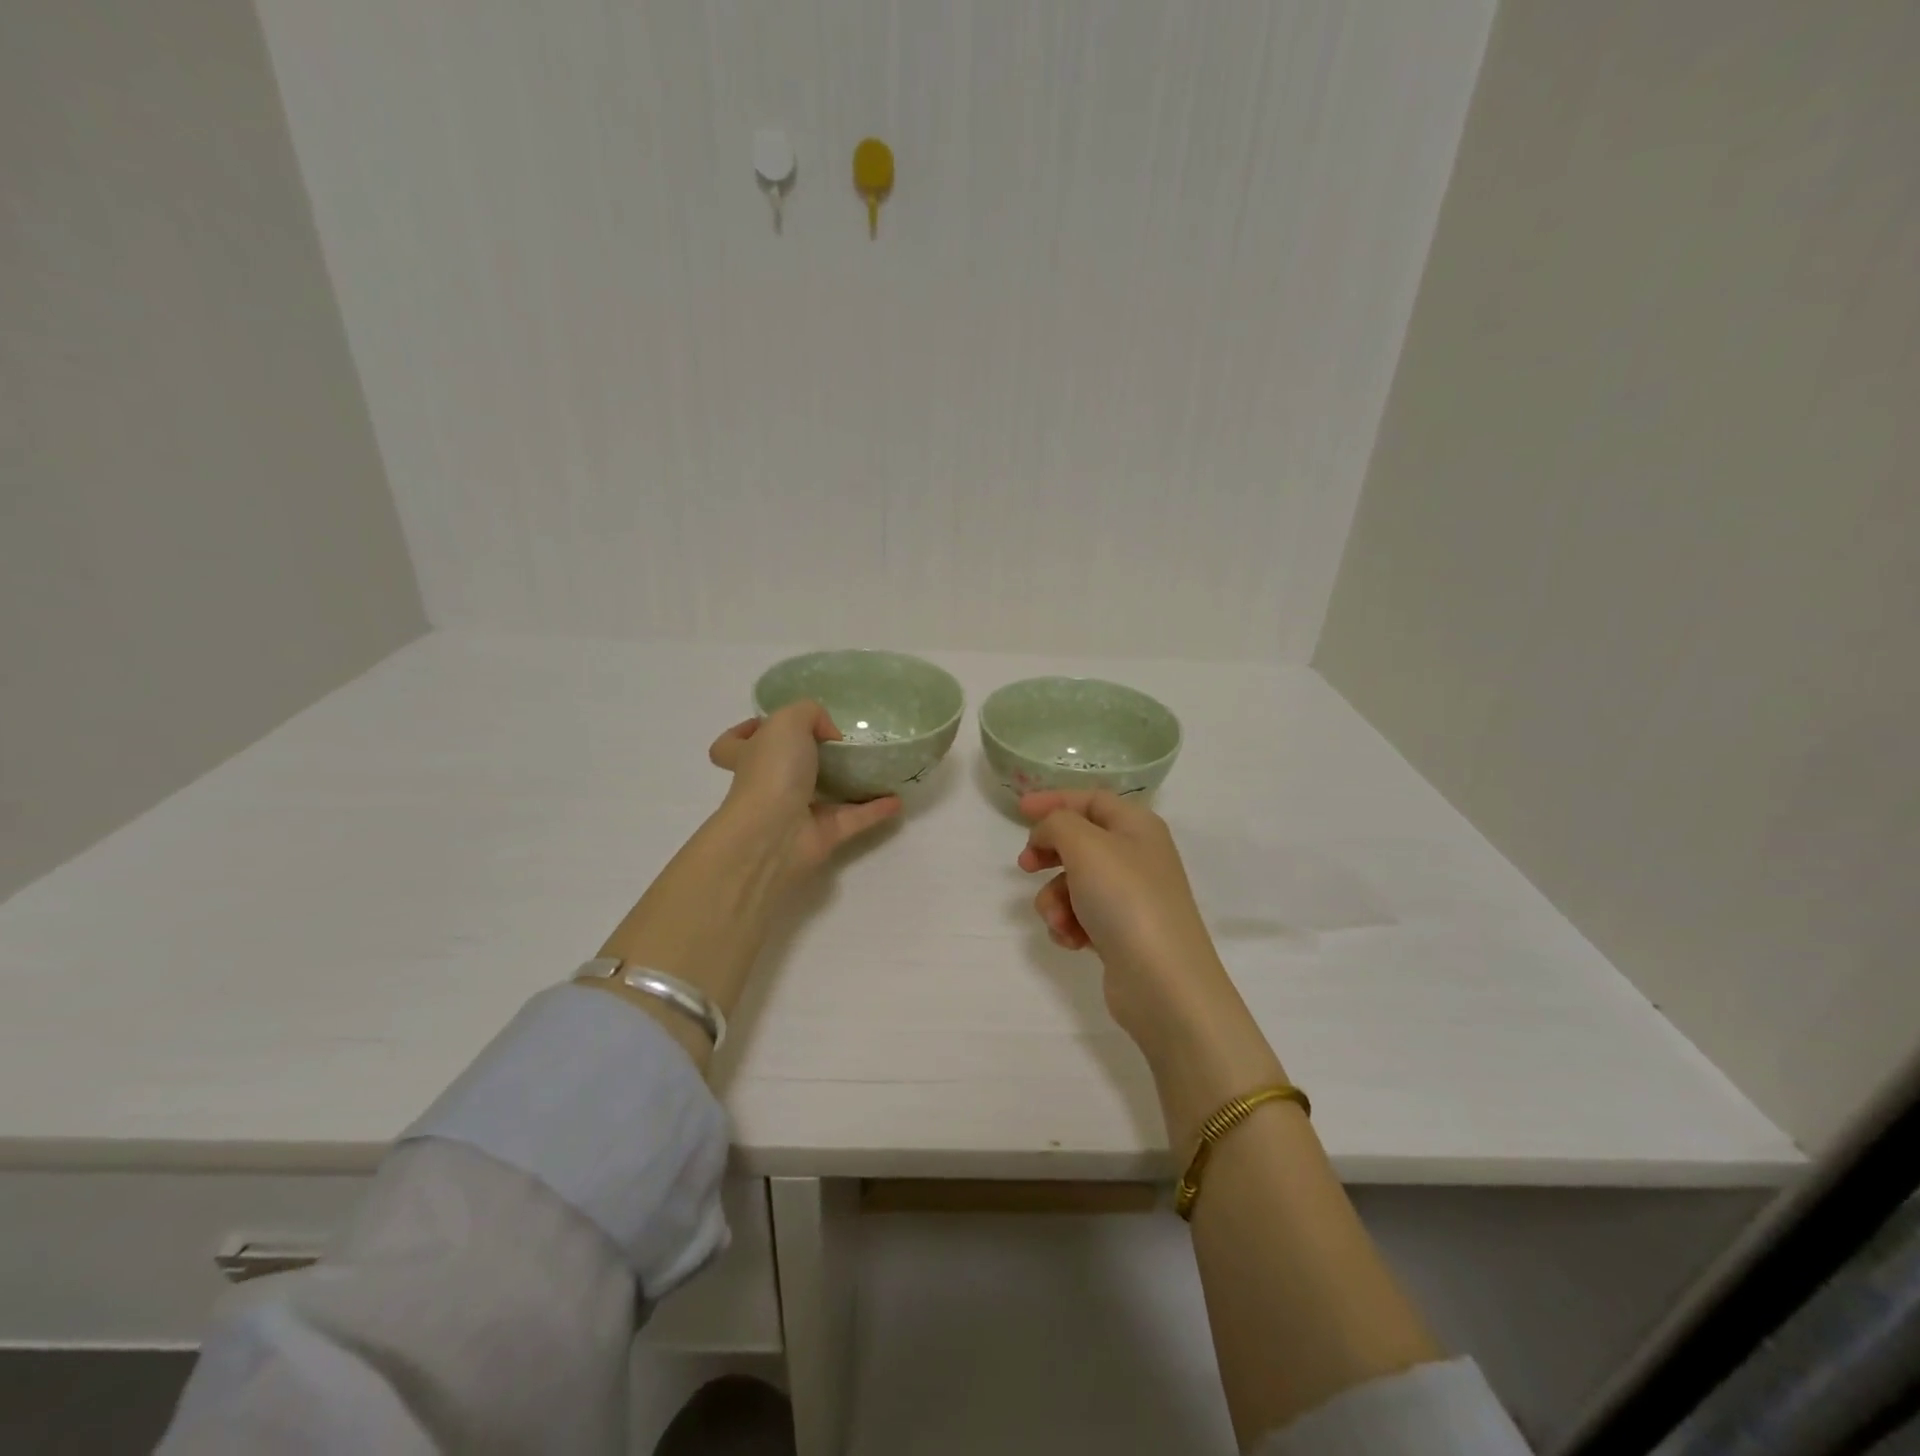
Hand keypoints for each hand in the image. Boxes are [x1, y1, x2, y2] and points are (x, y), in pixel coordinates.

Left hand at [708, 701, 900, 884]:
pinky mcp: (822, 836)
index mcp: (750, 756)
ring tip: (874, 768)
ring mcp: (794, 813)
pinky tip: (897, 799)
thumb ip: (810, 713)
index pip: (731, 745)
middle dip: (805, 757)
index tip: (768, 724)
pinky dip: (874, 810)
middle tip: (837, 743)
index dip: (744, 732)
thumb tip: (829, 735)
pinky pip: (853, 819)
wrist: (774, 833)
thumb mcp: (787, 721)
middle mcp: (768, 785)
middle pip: (781, 770)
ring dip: (847, 785)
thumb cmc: (772, 771)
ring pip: (822, 796)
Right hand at [1017, 789, 1247, 1064]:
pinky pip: (1082, 917)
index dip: (1055, 801)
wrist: (1162, 982)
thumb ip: (1057, 824)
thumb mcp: (1085, 846)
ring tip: (1059, 920)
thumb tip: (1047, 834)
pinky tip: (1072, 940)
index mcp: (1137, 827)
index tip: (1019, 811)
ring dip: (1056, 899)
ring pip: (1075, 883)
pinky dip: (1070, 925)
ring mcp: (1131, 898)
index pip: (1092, 800)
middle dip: (1049, 853)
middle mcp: (1137, 857)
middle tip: (1025, 866)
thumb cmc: (1125, 899)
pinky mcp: (1122, 934)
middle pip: (1081, 841)